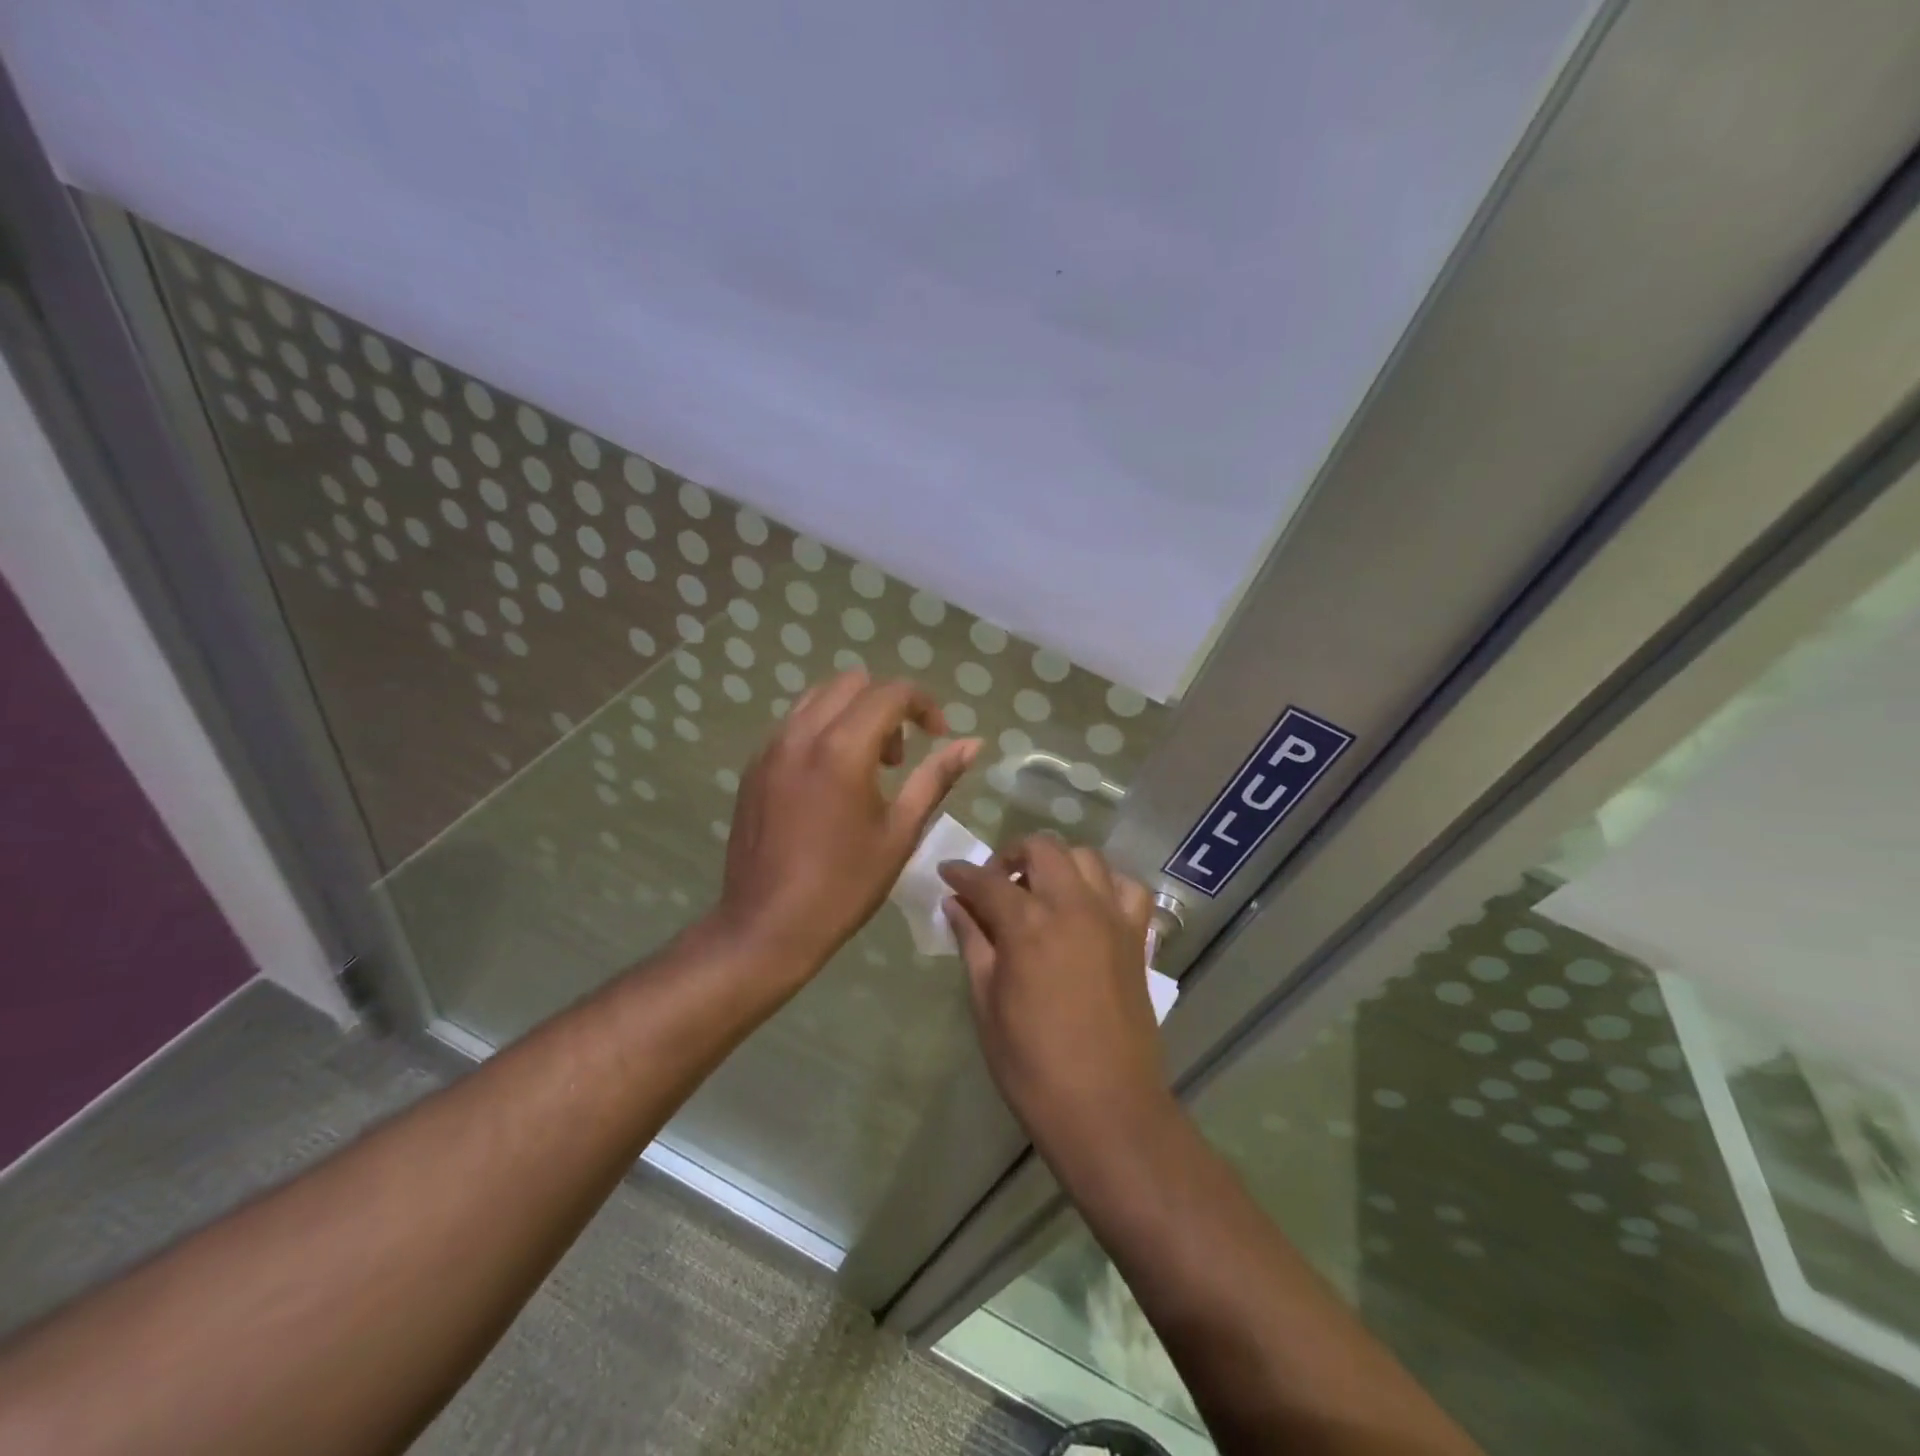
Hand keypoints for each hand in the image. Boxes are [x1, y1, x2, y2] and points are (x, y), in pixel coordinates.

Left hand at [712, 670, 980, 979]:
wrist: (767, 926)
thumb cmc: (844, 885)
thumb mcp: (900, 832)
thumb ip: (936, 778)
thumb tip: (972, 743)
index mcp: (842, 749)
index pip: (891, 692)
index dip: (924, 705)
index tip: (939, 737)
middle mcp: (801, 734)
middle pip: (852, 683)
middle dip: (887, 705)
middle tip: (900, 757)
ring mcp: (770, 748)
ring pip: (818, 698)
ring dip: (852, 714)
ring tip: (867, 766)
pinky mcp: (753, 767)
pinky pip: (794, 724)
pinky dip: (822, 731)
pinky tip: (831, 781)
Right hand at [940, 837, 1168, 1147]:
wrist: (1105, 1107)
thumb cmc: (1032, 1065)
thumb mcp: (987, 1004)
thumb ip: (973, 944)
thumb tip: (955, 905)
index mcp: (1027, 925)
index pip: (987, 880)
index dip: (962, 873)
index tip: (947, 875)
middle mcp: (1072, 906)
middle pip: (1042, 848)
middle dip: (1012, 855)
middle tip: (995, 883)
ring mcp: (1111, 918)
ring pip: (1086, 857)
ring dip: (1057, 863)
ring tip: (1041, 890)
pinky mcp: (1136, 937)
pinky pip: (1127, 888)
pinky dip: (1105, 883)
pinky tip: (1088, 905)